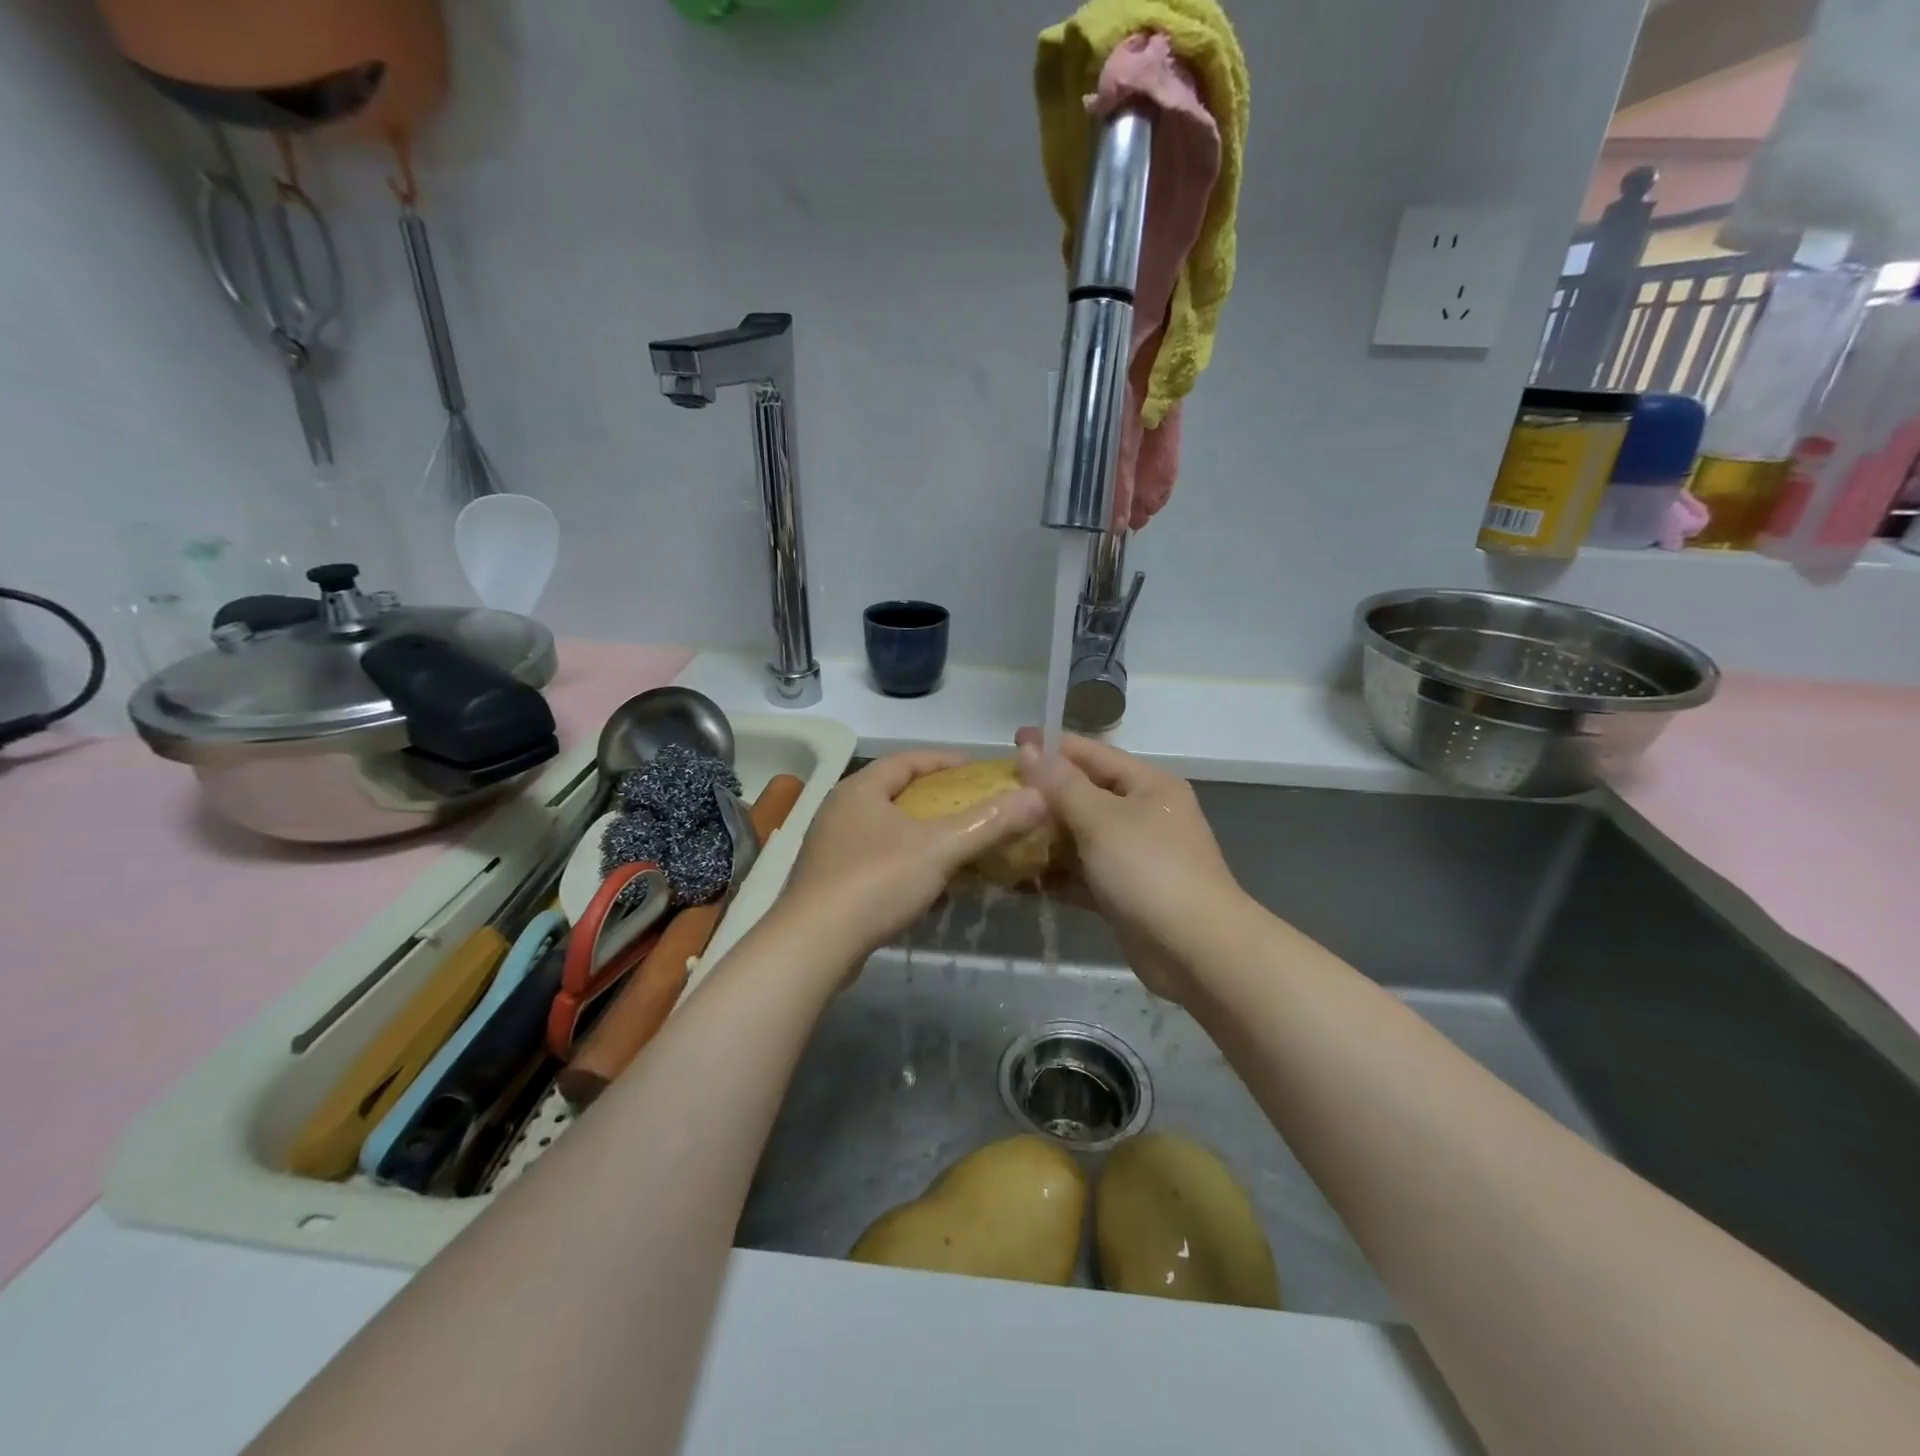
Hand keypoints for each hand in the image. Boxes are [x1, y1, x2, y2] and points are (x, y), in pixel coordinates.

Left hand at [778, 751, 1048, 973]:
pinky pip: (876, 860)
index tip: (975, 767)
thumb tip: (1038, 796)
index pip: (906, 760)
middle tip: (970, 805)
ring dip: (920, 833)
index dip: (943, 760)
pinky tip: (927, 884)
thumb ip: (988, 822)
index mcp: (860, 790)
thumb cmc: (876, 881)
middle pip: (894, 793)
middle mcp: (840, 811)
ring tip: (955, 843)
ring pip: (885, 829)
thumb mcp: (940, 848)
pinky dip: (905, 863)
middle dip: (935, 798)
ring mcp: (830, 848)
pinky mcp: (829, 883)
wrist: (813, 946)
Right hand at [1015, 732, 1245, 1005]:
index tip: (1010, 741)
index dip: (1052, 746)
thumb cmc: (1149, 870)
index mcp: (1147, 785)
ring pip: (1080, 837)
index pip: (1092, 754)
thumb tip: (1030, 750)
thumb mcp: (1101, 819)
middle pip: (1084, 795)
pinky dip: (1056, 874)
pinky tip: (1018, 877)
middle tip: (996, 793)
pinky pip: (1082, 873)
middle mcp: (1143, 814)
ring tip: (999, 833)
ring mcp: (1134, 856)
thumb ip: (1062, 784)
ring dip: (1044, 837)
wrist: (1196, 951)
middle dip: (1042, 795)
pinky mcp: (1123, 892)